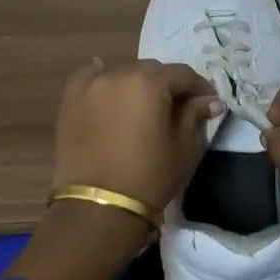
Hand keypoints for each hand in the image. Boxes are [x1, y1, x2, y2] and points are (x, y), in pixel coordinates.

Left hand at [10, 59, 223, 279]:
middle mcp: (118, 74)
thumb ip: (195, 116)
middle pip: (152, 70)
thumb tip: (209, 100)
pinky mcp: (70, 100)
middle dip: (168, 85)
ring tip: (144, 106)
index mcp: (150, 83)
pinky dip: (103, 79)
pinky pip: (90, 78)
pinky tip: (109, 87)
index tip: (209, 103)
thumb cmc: (149, 179)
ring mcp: (90, 85)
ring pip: (122, 73)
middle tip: (179, 107)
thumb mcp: (184, 149)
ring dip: (137, 84)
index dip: (200, 87)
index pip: (183, 74)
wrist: (97, 209)